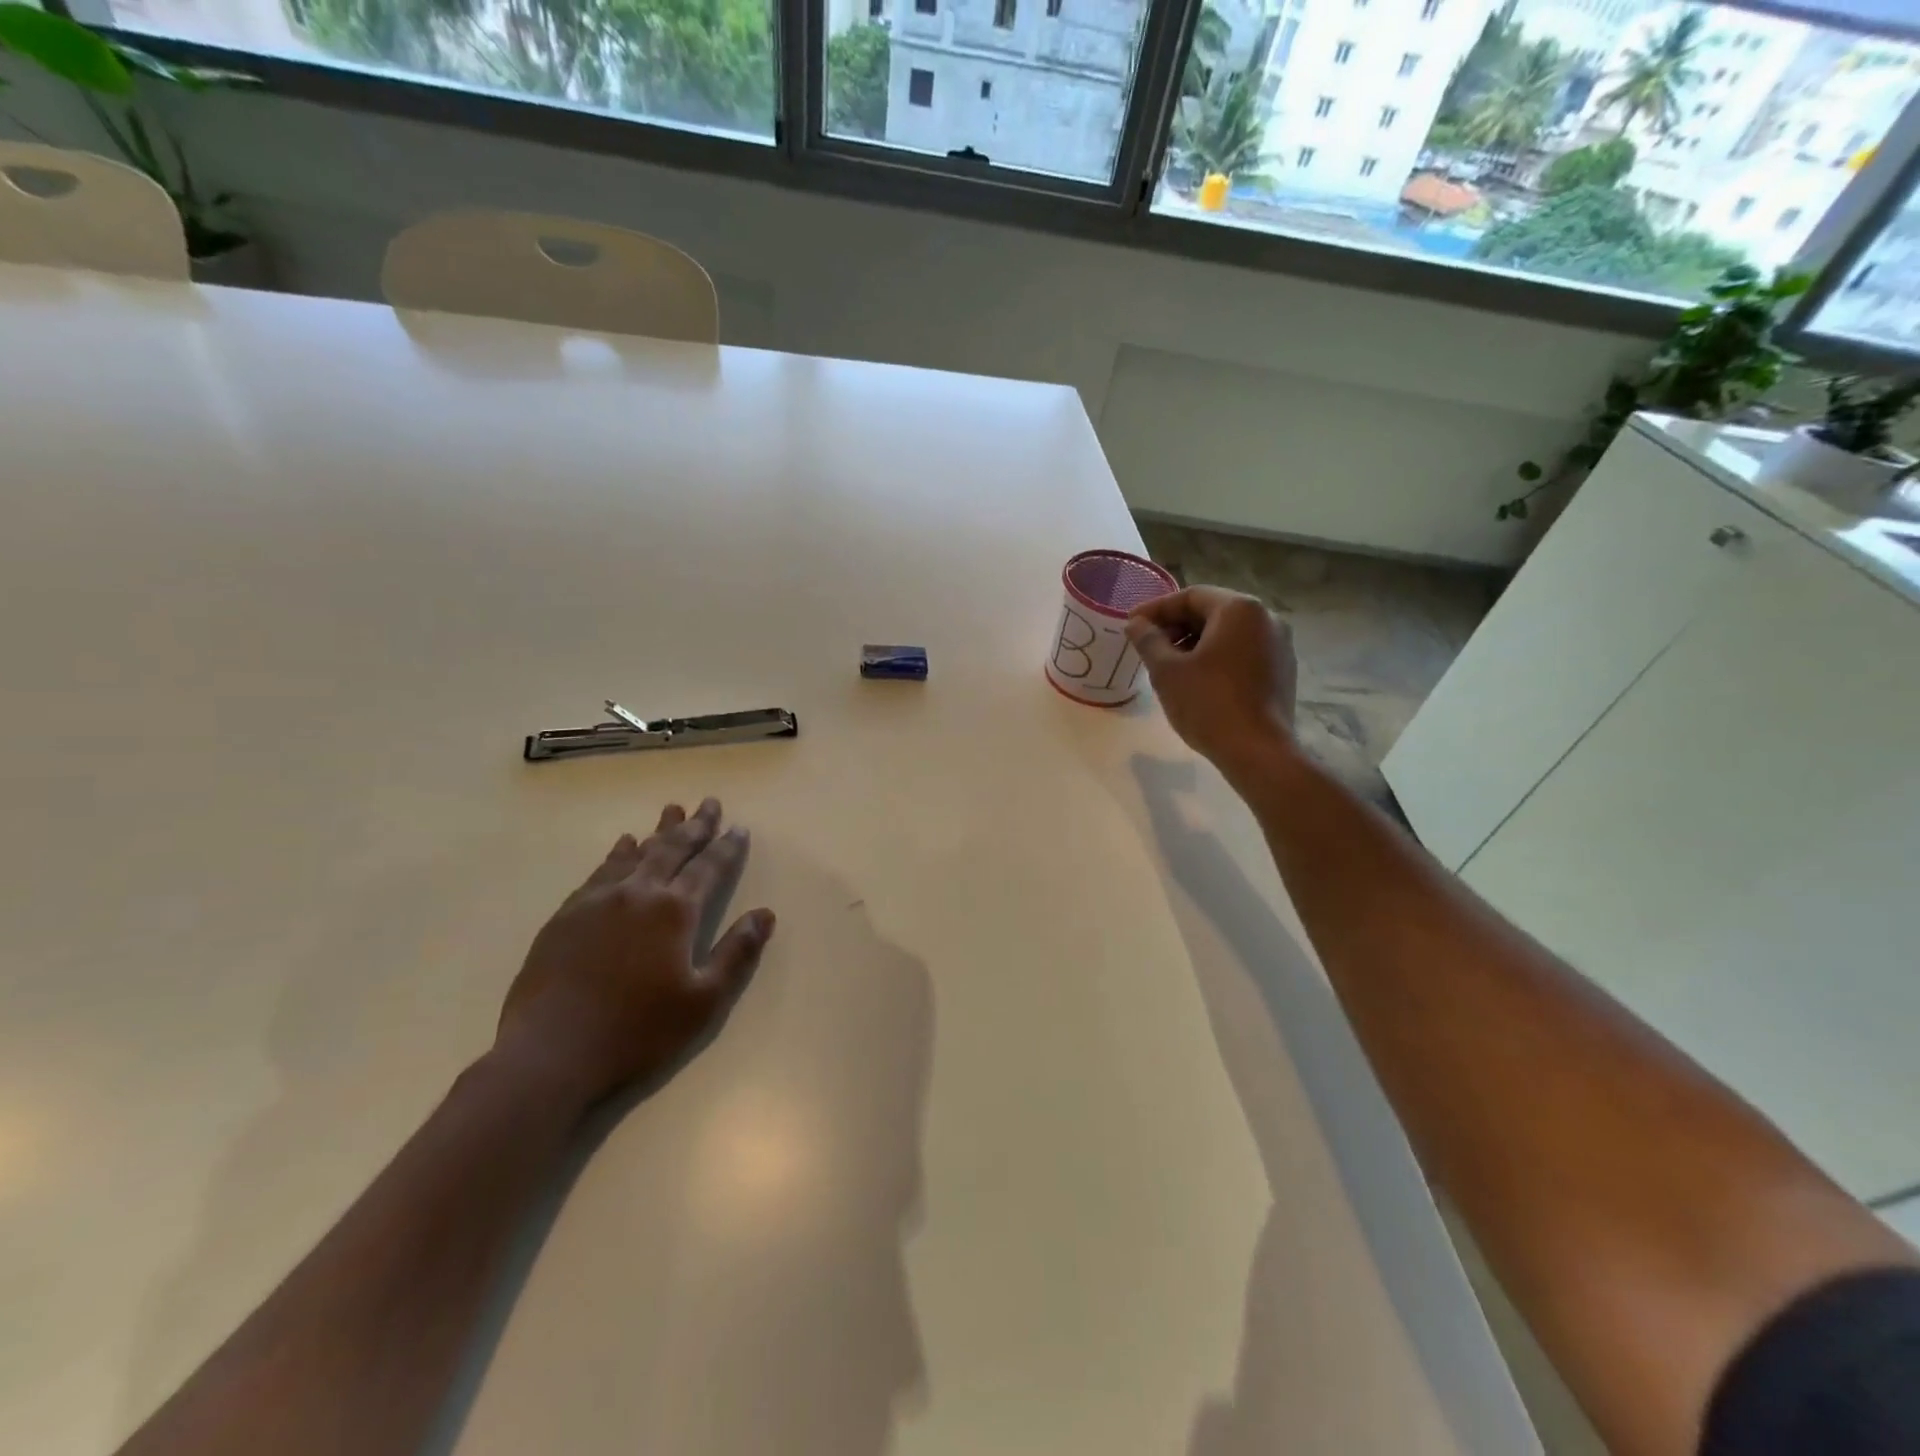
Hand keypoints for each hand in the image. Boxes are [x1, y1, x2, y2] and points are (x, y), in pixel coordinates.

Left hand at [495, 798, 774, 1109]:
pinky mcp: (567, 915)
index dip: (727, 847)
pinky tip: (622, 846)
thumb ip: (737, 953)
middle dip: (695, 826)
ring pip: (636, 853)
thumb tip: (765, 914)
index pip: (709, 868)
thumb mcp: (703, 1001)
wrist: (550, 1053)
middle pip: (672, 849)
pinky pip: (600, 871)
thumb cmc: (637, 1031)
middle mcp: (638, 894)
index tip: (739, 828)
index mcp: (675, 912)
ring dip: (658, 832)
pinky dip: (617, 854)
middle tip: (709, 803)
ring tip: (671, 811)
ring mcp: (597, 901)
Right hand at [1125, 586, 1297, 779]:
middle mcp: (1266, 618)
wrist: (1258, 752)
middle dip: (1176, 626)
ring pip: (1228, 633)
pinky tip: (1196, 680)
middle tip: (1147, 645)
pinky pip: (1242, 652)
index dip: (1156, 609)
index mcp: (1239, 609)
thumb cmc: (1208, 704)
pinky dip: (1216, 657)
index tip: (1131, 625)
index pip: (1190, 596)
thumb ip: (1148, 640)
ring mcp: (1279, 645)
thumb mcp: (1167, 671)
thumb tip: (1136, 623)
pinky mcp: (1282, 670)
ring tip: (1167, 665)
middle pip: (1212, 611)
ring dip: (1195, 643)